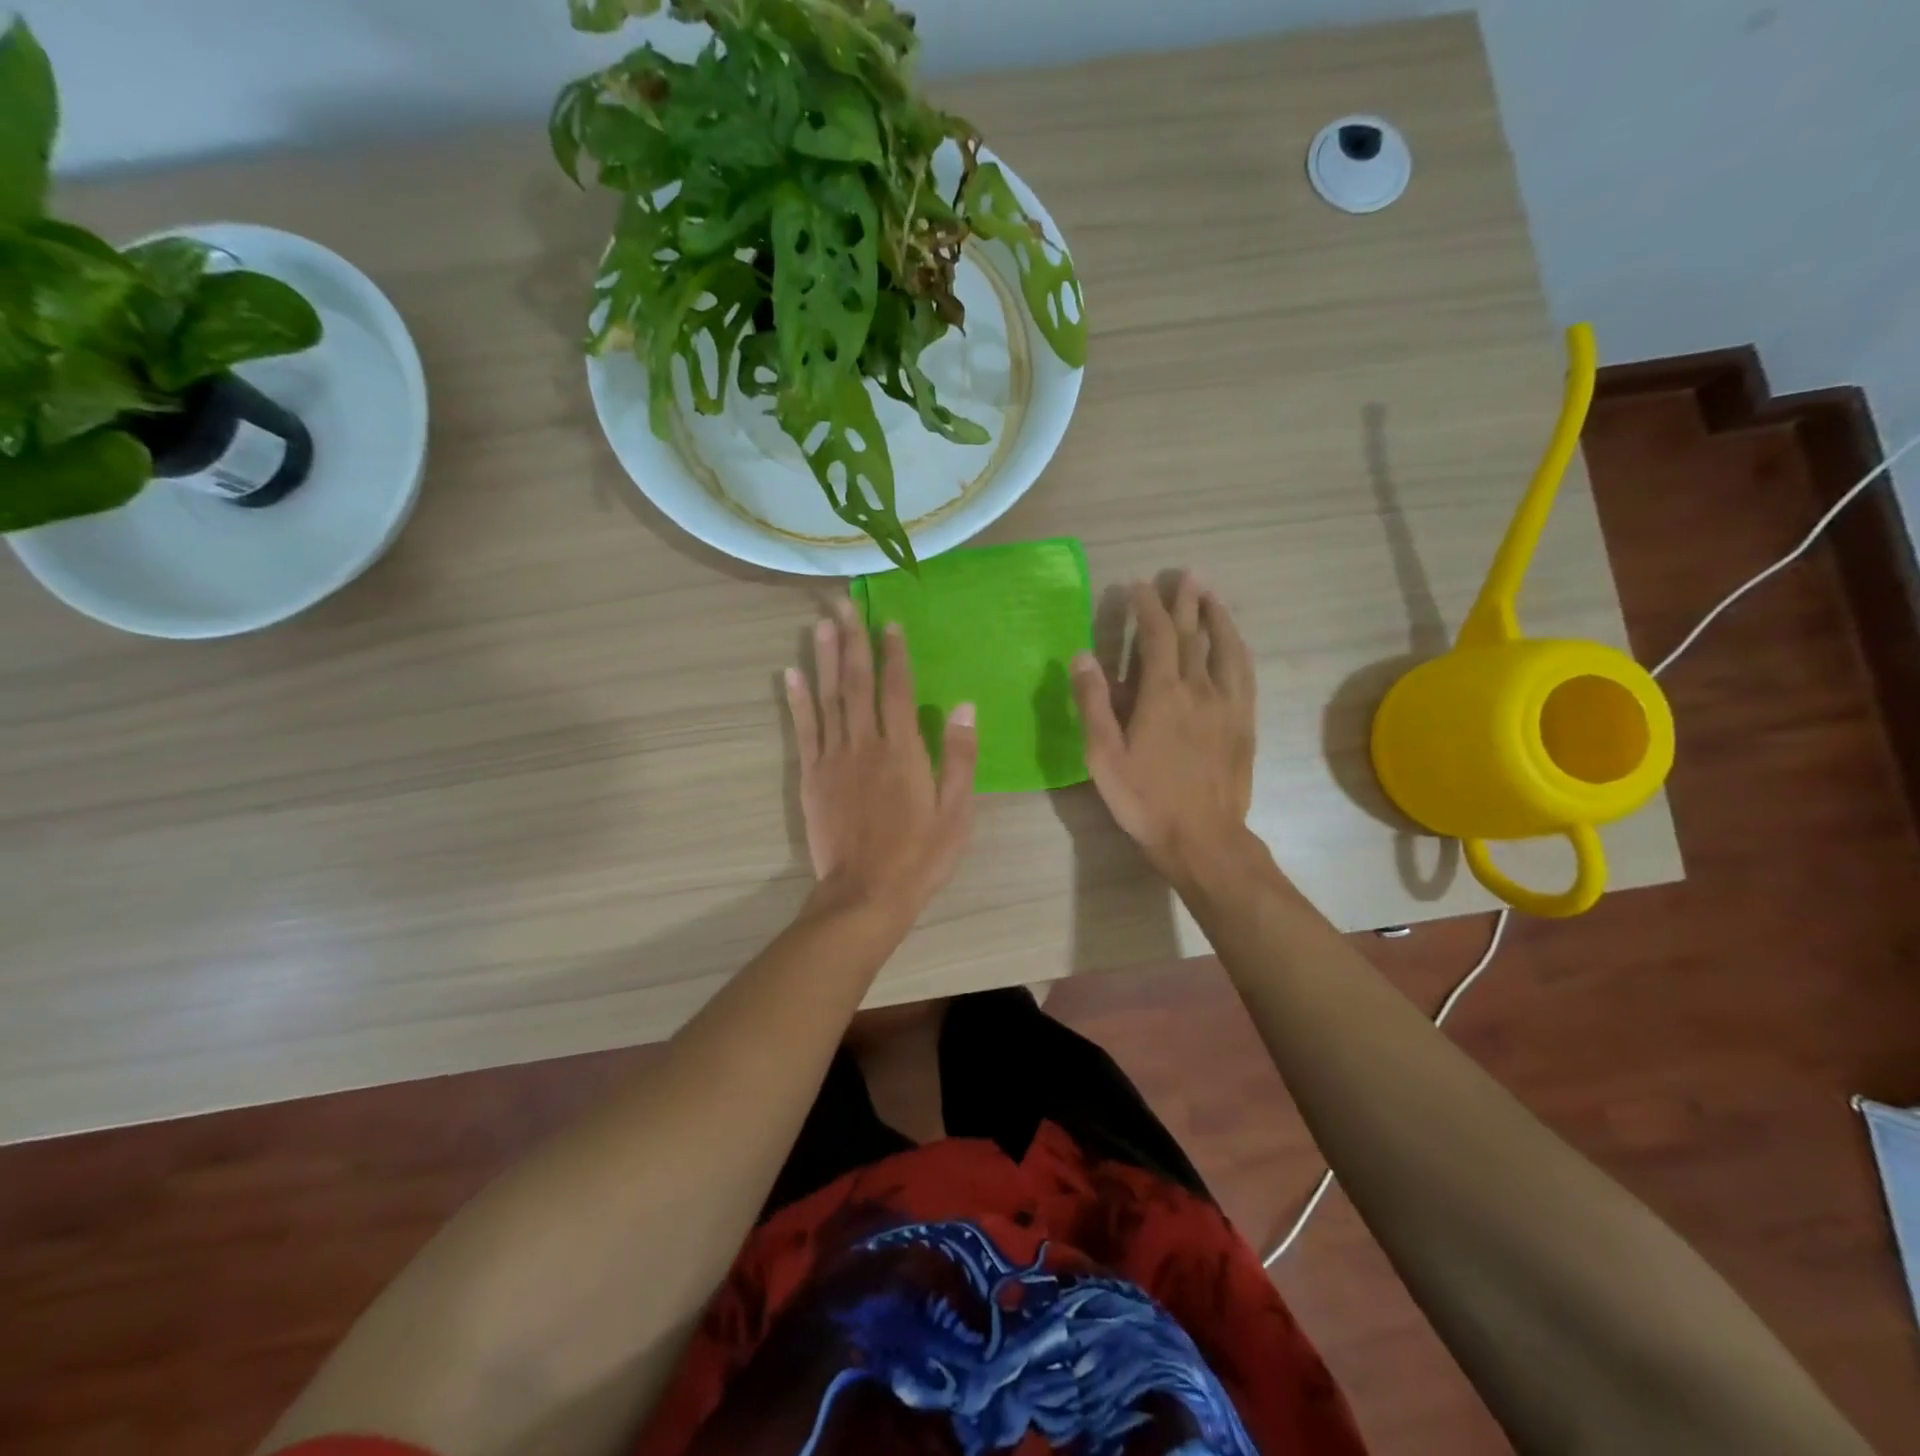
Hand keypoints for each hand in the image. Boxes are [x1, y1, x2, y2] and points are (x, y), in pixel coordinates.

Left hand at [786, 600, 977, 922]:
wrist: (866, 895)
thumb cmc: (920, 856)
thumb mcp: (956, 811)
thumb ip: (960, 757)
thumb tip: (963, 706)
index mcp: (903, 751)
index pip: (897, 689)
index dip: (894, 653)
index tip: (889, 622)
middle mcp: (865, 744)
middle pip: (857, 683)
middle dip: (852, 640)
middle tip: (842, 602)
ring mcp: (833, 759)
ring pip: (828, 698)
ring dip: (825, 658)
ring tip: (821, 624)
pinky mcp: (812, 777)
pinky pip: (803, 730)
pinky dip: (797, 700)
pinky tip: (791, 673)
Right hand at [1072, 573, 1256, 886]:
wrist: (1202, 838)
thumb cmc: (1144, 800)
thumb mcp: (1104, 756)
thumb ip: (1093, 703)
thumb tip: (1083, 655)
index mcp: (1163, 694)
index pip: (1157, 636)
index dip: (1146, 607)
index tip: (1138, 586)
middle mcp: (1200, 689)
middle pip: (1194, 635)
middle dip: (1186, 601)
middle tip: (1185, 574)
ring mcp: (1228, 705)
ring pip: (1225, 649)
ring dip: (1217, 617)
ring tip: (1211, 595)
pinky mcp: (1244, 722)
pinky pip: (1244, 673)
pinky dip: (1237, 649)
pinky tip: (1234, 642)